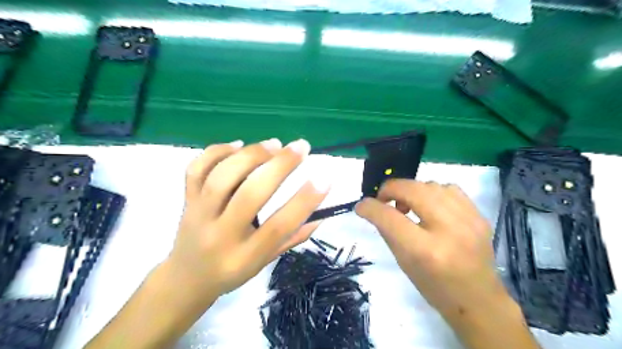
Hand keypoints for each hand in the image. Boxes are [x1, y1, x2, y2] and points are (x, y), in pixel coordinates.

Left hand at [165, 140, 329, 301]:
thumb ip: (293, 238)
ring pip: (222, 177)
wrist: (186, 278)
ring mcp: (199, 215)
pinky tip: (237, 145)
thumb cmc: (232, 272)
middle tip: (301, 147)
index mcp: (245, 256)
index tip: (325, 179)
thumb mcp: (265, 262)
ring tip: (275, 144)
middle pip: (250, 195)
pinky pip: (196, 169)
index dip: (304, 201)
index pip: (278, 227)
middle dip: (280, 166)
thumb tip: (321, 214)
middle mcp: (220, 234)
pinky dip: (217, 152)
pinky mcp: (186, 200)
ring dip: (251, 155)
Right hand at [357, 181, 511, 322]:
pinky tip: (430, 206)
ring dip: (411, 191)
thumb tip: (373, 208)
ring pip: (430, 185)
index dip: (370, 207)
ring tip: (408, 205)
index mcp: (425, 250)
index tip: (361, 206)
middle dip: (390, 189)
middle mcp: (448, 230)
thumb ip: (387, 231)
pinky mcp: (479, 216)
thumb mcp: (403, 263)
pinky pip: (449, 188)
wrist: (478, 300)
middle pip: (412, 191)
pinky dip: (432, 192)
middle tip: (383, 199)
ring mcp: (469, 220)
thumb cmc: (434, 287)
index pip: (389, 217)